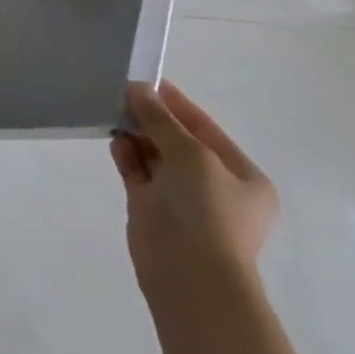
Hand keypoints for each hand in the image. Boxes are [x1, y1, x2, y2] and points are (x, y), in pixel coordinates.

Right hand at [111, 80, 277, 304]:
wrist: (189, 274)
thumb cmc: (206, 211)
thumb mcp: (190, 155)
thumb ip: (161, 120)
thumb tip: (137, 88)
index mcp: (242, 176)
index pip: (205, 128)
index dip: (176, 103)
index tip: (145, 79)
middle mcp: (215, 186)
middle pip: (178, 140)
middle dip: (152, 118)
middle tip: (121, 93)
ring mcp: (182, 198)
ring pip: (155, 155)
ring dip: (137, 134)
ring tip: (112, 111)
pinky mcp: (153, 208)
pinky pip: (138, 172)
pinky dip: (127, 154)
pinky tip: (113, 138)